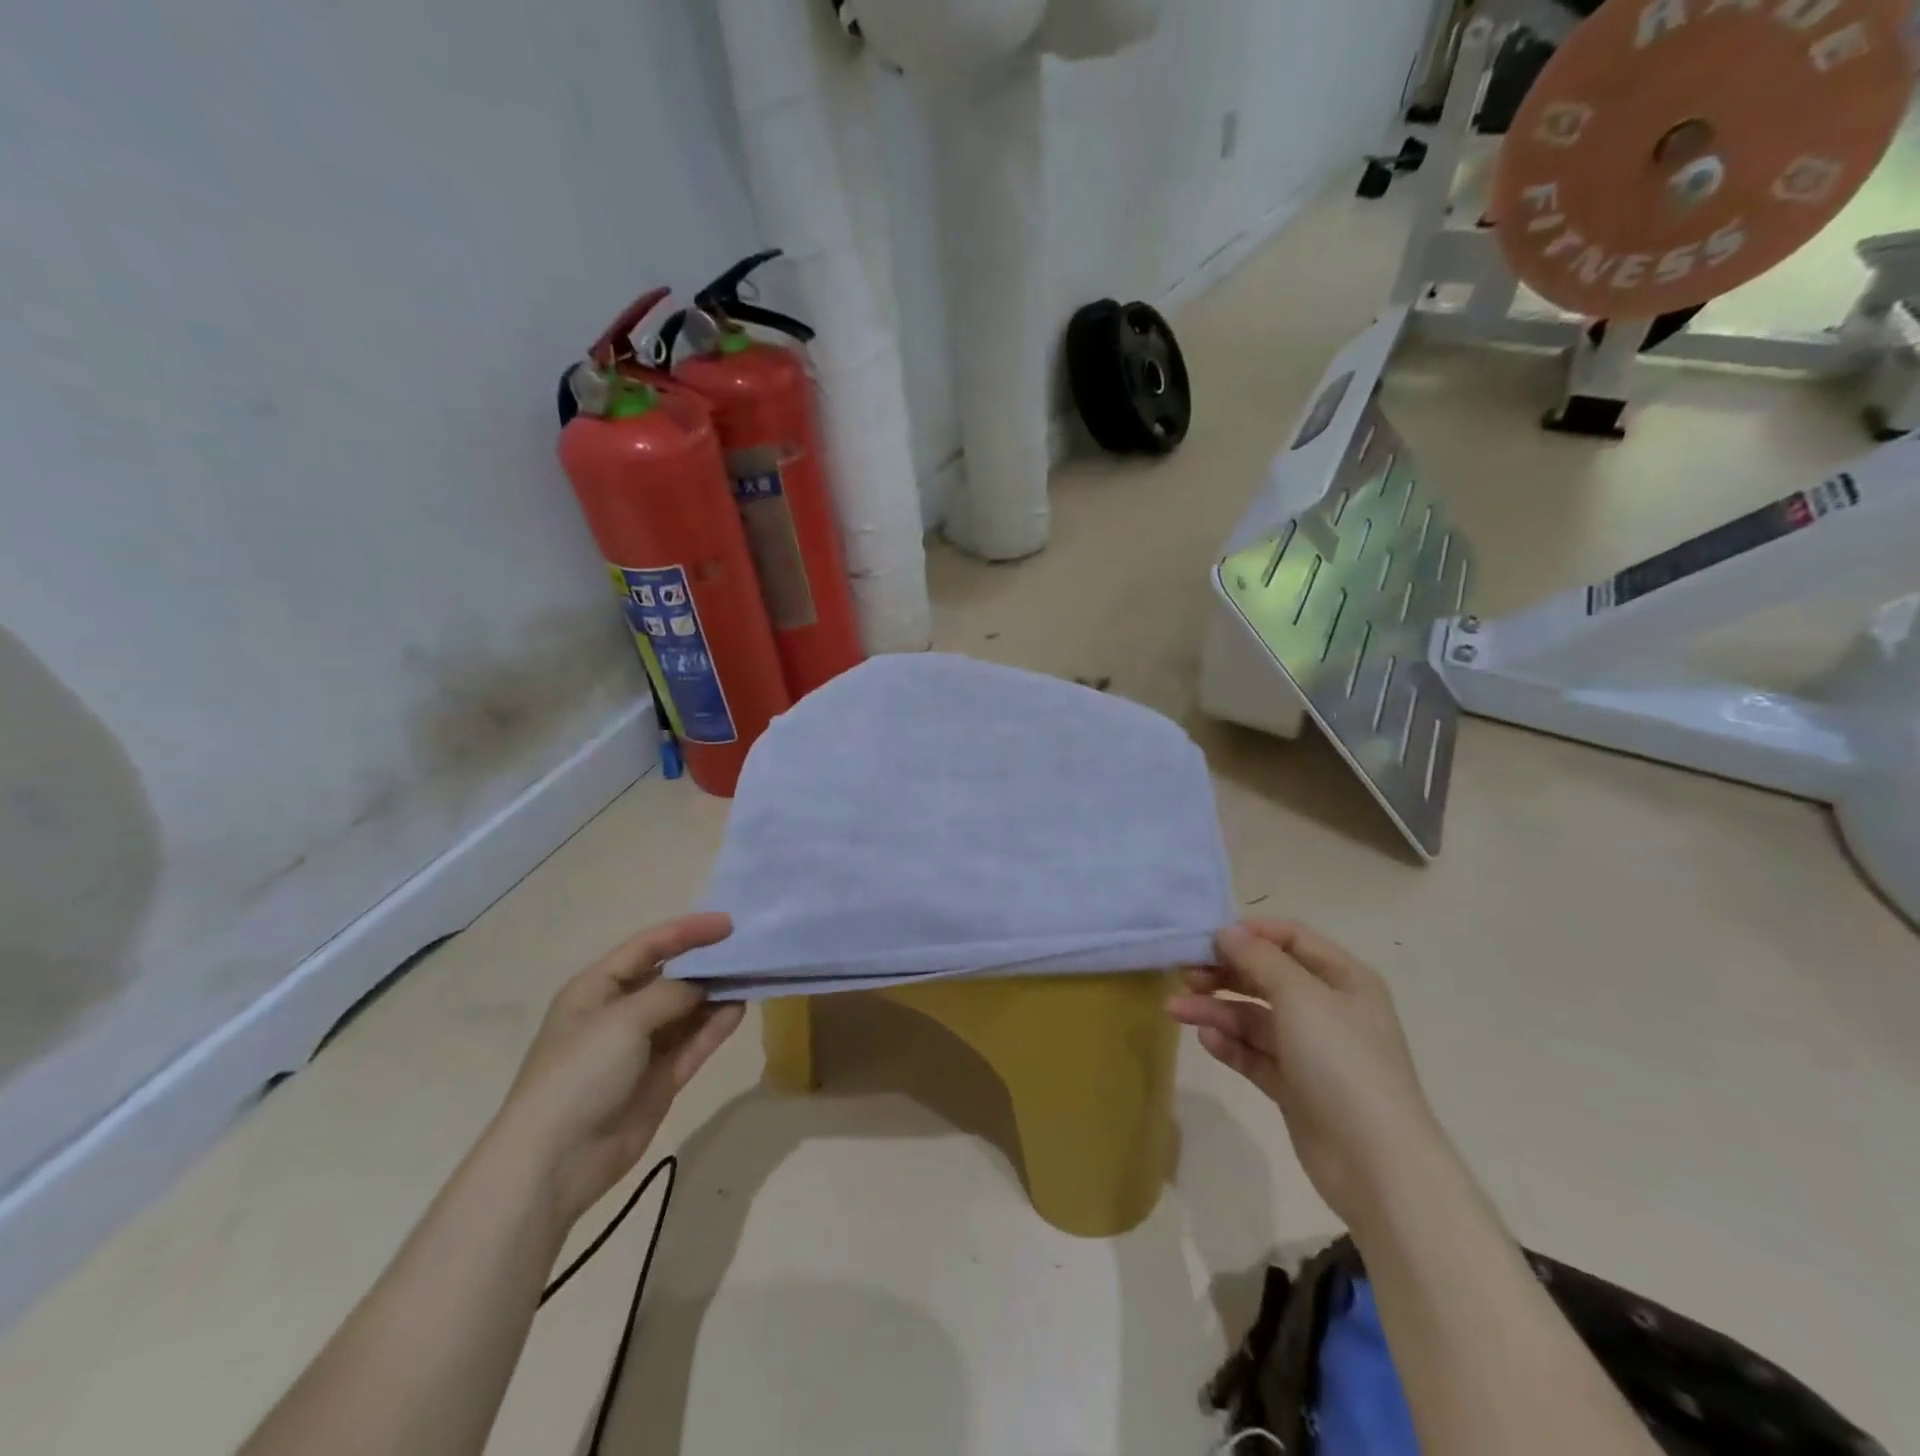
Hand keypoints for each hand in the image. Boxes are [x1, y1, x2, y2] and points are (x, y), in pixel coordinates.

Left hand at [490, 913, 743, 1224]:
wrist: (556, 1161)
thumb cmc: (580, 1073)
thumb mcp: (624, 1019)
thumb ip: (671, 993)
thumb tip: (704, 986)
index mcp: (597, 989)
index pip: (647, 947)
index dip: (687, 931)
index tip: (728, 924)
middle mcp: (619, 1013)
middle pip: (670, 977)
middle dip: (705, 962)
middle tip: (746, 949)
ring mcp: (640, 1048)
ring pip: (686, 1010)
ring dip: (715, 994)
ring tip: (751, 976)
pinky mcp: (659, 1079)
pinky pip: (692, 1043)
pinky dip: (714, 1026)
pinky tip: (739, 1009)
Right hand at [1168, 921, 1450, 1232]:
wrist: (1376, 1163)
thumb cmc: (1342, 1062)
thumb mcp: (1300, 997)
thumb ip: (1259, 958)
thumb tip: (1226, 931)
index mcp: (1344, 979)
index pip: (1291, 938)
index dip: (1250, 933)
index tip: (1207, 937)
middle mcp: (1328, 1009)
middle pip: (1267, 977)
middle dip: (1224, 973)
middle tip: (1184, 973)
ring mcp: (1311, 1050)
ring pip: (1254, 1017)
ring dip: (1216, 1010)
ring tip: (1176, 1010)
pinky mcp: (1294, 1086)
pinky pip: (1255, 1054)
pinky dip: (1230, 1044)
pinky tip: (1205, 1040)